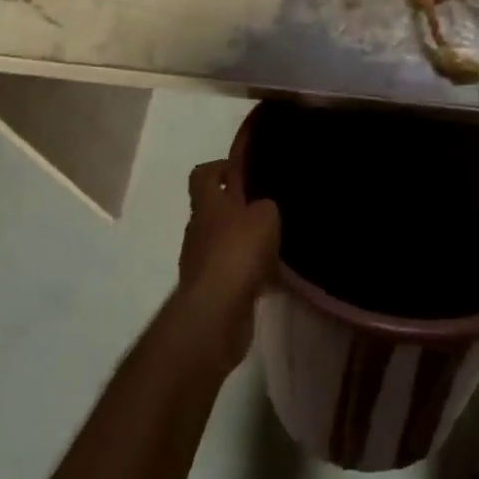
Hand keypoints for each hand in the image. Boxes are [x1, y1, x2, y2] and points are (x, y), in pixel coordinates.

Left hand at [178, 160, 281, 370]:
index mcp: (208, 204)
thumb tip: (263, 208)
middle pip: (216, 209)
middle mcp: (200, 229)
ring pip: (227, 242)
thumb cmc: (238, 250)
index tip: (243, 167)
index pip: (203, 174)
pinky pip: (235, 272)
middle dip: (241, 207)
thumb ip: (266, 205)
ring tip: (279, 242)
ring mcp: (203, 261)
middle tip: (271, 206)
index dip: (220, 166)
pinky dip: (252, 272)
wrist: (216, 311)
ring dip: (247, 241)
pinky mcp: (212, 289)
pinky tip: (275, 276)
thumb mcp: (265, 214)